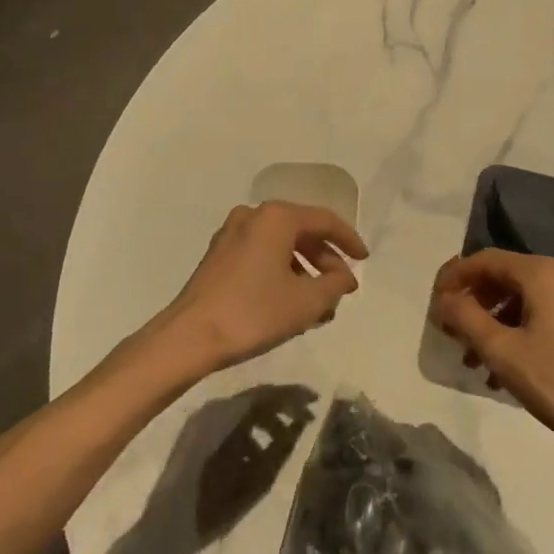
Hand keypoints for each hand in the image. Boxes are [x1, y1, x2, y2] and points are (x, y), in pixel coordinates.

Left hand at [169, 203, 366, 370]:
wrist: (189, 337)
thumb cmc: (253, 313)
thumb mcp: (306, 302)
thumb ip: (334, 284)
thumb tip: (344, 277)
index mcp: (277, 217)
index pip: (324, 221)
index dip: (348, 240)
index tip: (364, 261)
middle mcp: (254, 215)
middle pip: (302, 231)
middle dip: (325, 260)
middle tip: (341, 289)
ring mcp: (232, 233)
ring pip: (281, 245)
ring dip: (304, 270)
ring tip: (318, 305)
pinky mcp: (218, 255)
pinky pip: (261, 254)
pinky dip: (281, 272)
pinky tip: (289, 302)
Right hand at [432, 249, 553, 466]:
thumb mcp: (503, 351)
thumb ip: (466, 319)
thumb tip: (443, 300)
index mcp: (540, 272)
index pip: (484, 260)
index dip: (454, 277)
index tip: (433, 303)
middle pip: (504, 277)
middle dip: (473, 303)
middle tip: (450, 331)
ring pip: (522, 299)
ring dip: (492, 322)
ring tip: (472, 359)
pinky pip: (541, 314)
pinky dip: (517, 331)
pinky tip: (504, 368)